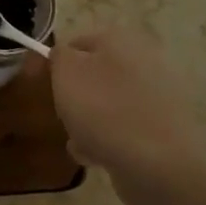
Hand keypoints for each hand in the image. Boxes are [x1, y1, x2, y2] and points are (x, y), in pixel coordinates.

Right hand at [49, 31, 205, 196]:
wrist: (159, 165)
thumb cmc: (104, 110)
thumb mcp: (66, 73)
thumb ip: (58, 55)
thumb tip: (63, 54)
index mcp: (120, 39)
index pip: (76, 43)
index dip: (54, 63)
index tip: (39, 85)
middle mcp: (145, 60)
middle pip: (93, 75)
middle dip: (74, 96)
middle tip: (62, 114)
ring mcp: (160, 96)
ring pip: (108, 104)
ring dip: (89, 121)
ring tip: (80, 141)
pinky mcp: (166, 128)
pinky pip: (125, 128)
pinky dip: (109, 140)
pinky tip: (99, 157)